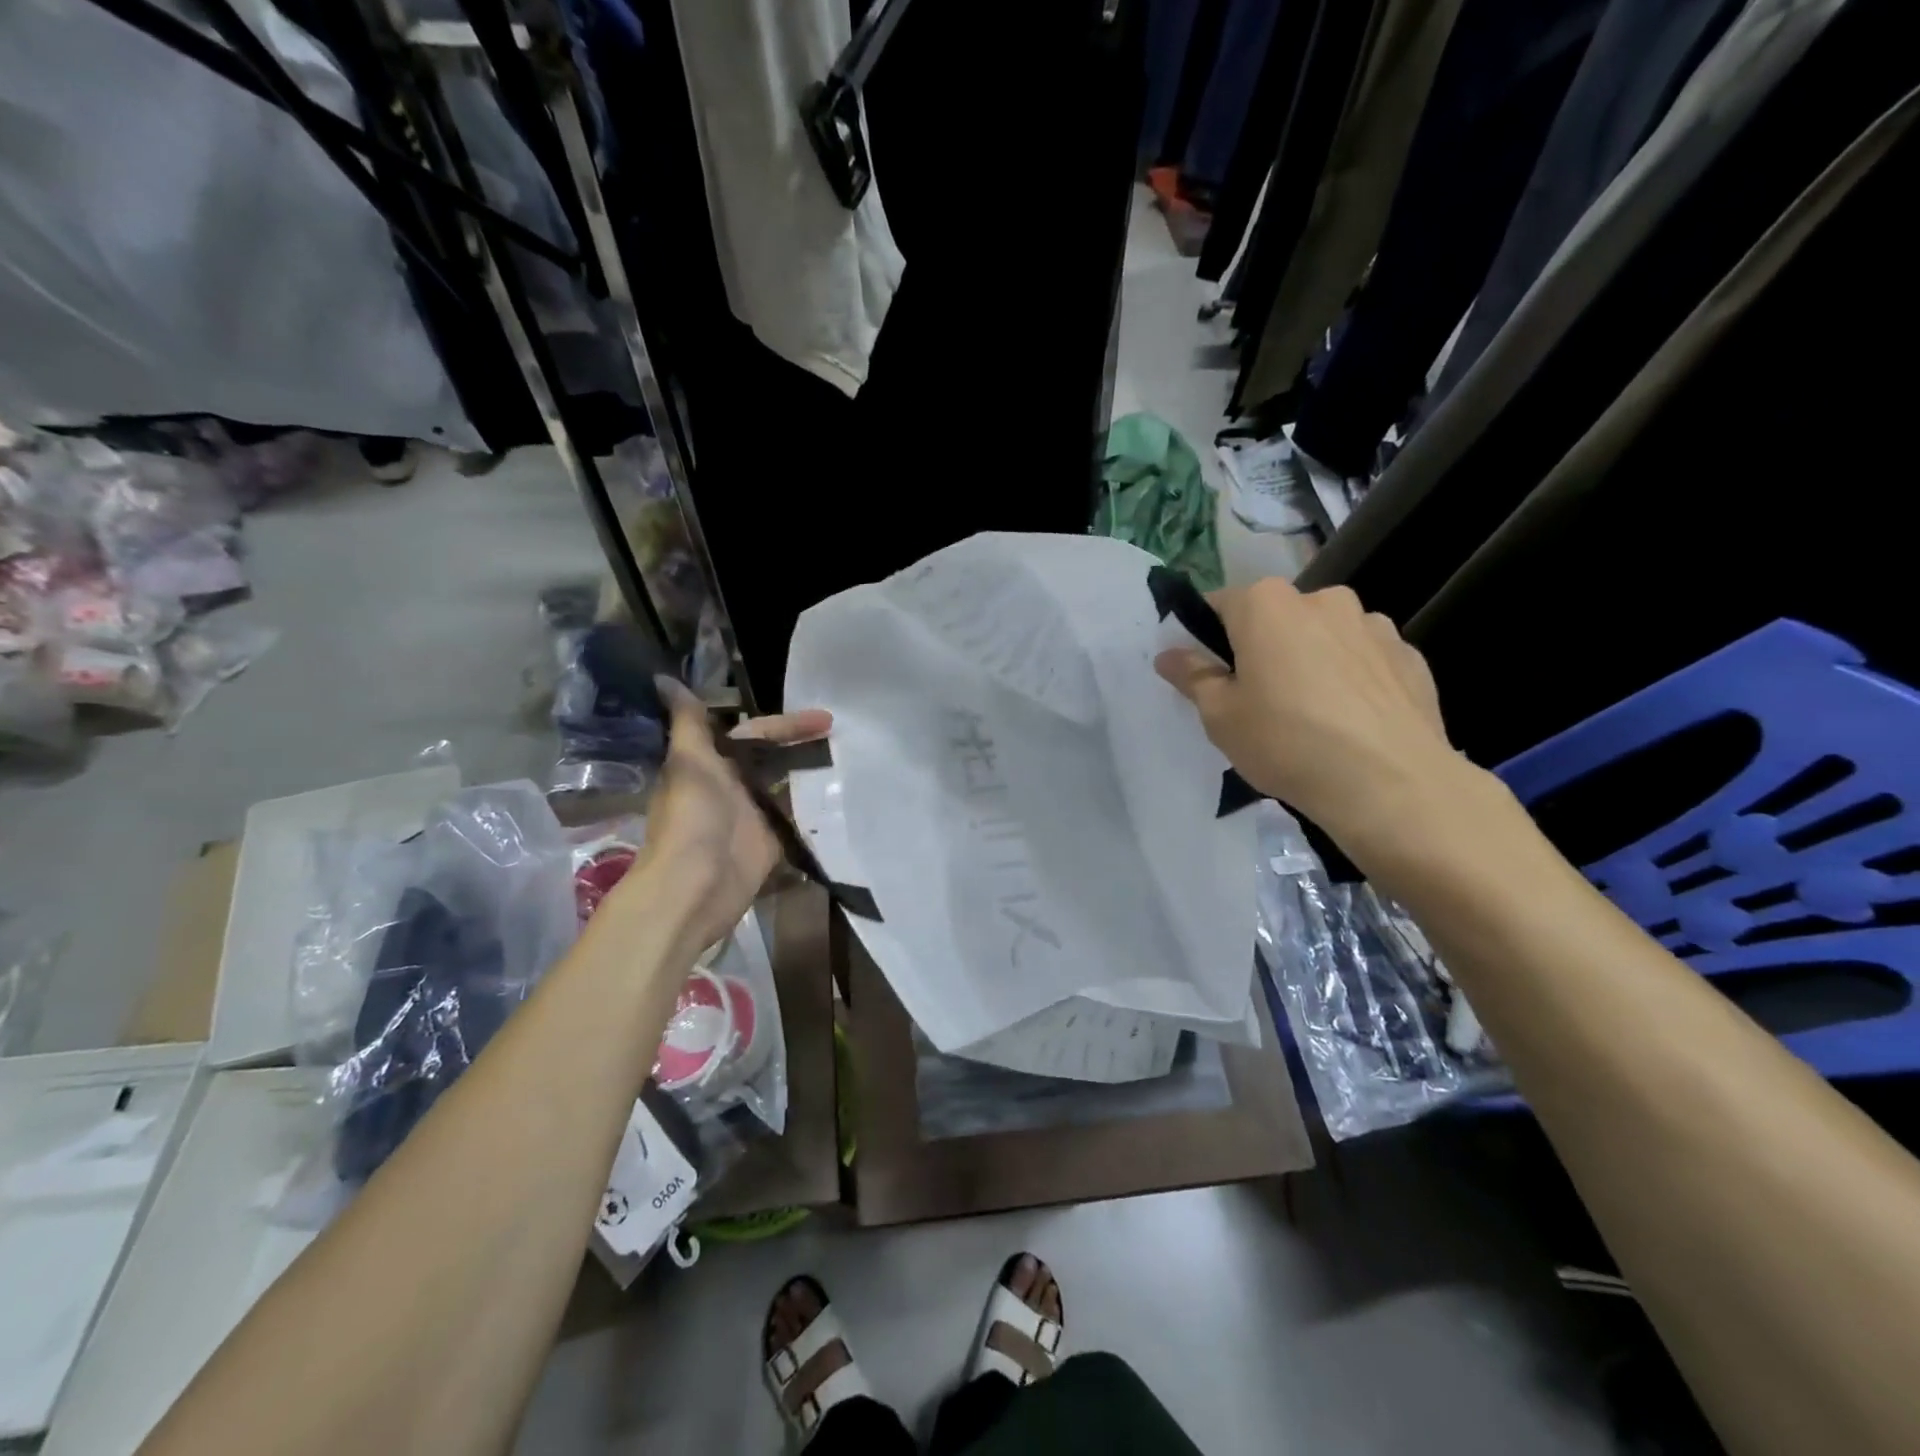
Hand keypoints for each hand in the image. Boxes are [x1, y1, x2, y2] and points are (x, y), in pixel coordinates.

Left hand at [626, 677, 831, 957]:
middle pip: (775, 757)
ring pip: (786, 786)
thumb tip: (664, 678)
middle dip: (805, 745)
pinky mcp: (770, 843)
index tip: (825, 718)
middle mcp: (734, 786)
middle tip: (845, 737)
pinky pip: (795, 820)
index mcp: (713, 764)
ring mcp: (753, 815)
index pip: (756, 733)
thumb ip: (688, 723)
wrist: (694, 886)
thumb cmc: (692, 819)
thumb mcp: (689, 763)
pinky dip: (814, 809)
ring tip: (852, 762)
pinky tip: (841, 798)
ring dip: (812, 773)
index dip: (788, 724)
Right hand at [1154, 578, 1465, 855]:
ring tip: (1312, 716)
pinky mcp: (1410, 656)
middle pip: (1276, 619)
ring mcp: (1373, 624)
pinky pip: (1364, 661)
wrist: (1390, 783)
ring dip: (1311, 661)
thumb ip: (1193, 676)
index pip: (1220, 605)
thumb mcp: (1220, 716)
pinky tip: (1351, 723)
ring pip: (1324, 637)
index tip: (1208, 675)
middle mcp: (1322, 599)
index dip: (1207, 639)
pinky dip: (1352, 680)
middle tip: (1258, 701)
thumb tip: (1169, 653)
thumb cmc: (1287, 742)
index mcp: (1266, 604)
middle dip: (1263, 649)